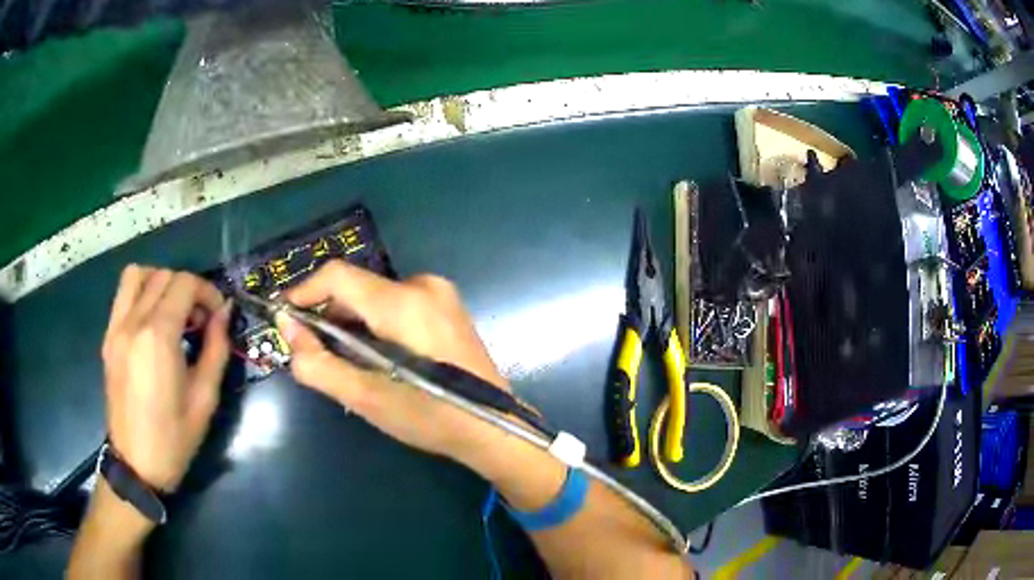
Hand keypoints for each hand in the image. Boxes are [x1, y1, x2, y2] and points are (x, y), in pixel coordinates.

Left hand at [101, 265, 231, 491]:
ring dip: (159, 281)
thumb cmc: (175, 438)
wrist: (136, 464)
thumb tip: (224, 313)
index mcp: (158, 337)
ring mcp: (116, 328)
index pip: (184, 284)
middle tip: (200, 319)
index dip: (207, 291)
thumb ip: (216, 348)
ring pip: (137, 275)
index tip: (219, 314)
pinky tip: (152, 322)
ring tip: (172, 310)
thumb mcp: (205, 398)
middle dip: (188, 289)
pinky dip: (141, 293)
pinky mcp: (108, 338)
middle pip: (163, 275)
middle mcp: (133, 322)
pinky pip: (123, 295)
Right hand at [276, 260, 508, 462]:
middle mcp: (422, 285)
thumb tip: (287, 327)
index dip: (304, 291)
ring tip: (347, 360)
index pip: (337, 275)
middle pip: (357, 287)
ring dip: (352, 322)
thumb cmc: (429, 417)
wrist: (496, 428)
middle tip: (315, 351)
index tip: (285, 317)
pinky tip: (378, 356)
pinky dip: (376, 323)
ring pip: (376, 296)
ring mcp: (441, 294)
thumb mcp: (364, 397)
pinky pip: (397, 304)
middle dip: (329, 315)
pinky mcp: (449, 307)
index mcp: (402, 302)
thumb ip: (317, 362)